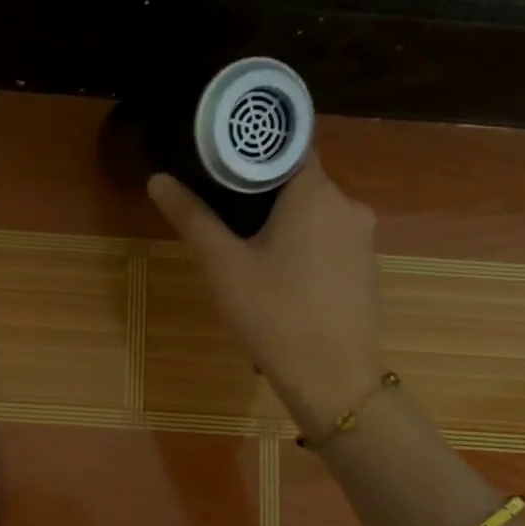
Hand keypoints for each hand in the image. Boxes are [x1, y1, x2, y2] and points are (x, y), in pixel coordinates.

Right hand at [148, 155, 383, 431]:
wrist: (333, 379)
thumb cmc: (273, 316)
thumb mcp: (223, 266)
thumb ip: (192, 218)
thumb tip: (158, 179)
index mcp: (315, 193)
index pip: (288, 146)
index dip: (253, 151)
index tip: (221, 165)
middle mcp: (349, 205)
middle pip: (299, 181)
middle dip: (261, 193)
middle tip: (222, 216)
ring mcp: (363, 238)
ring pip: (314, 213)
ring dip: (282, 223)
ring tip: (246, 252)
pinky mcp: (366, 268)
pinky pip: (328, 240)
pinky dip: (303, 246)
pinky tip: (280, 279)